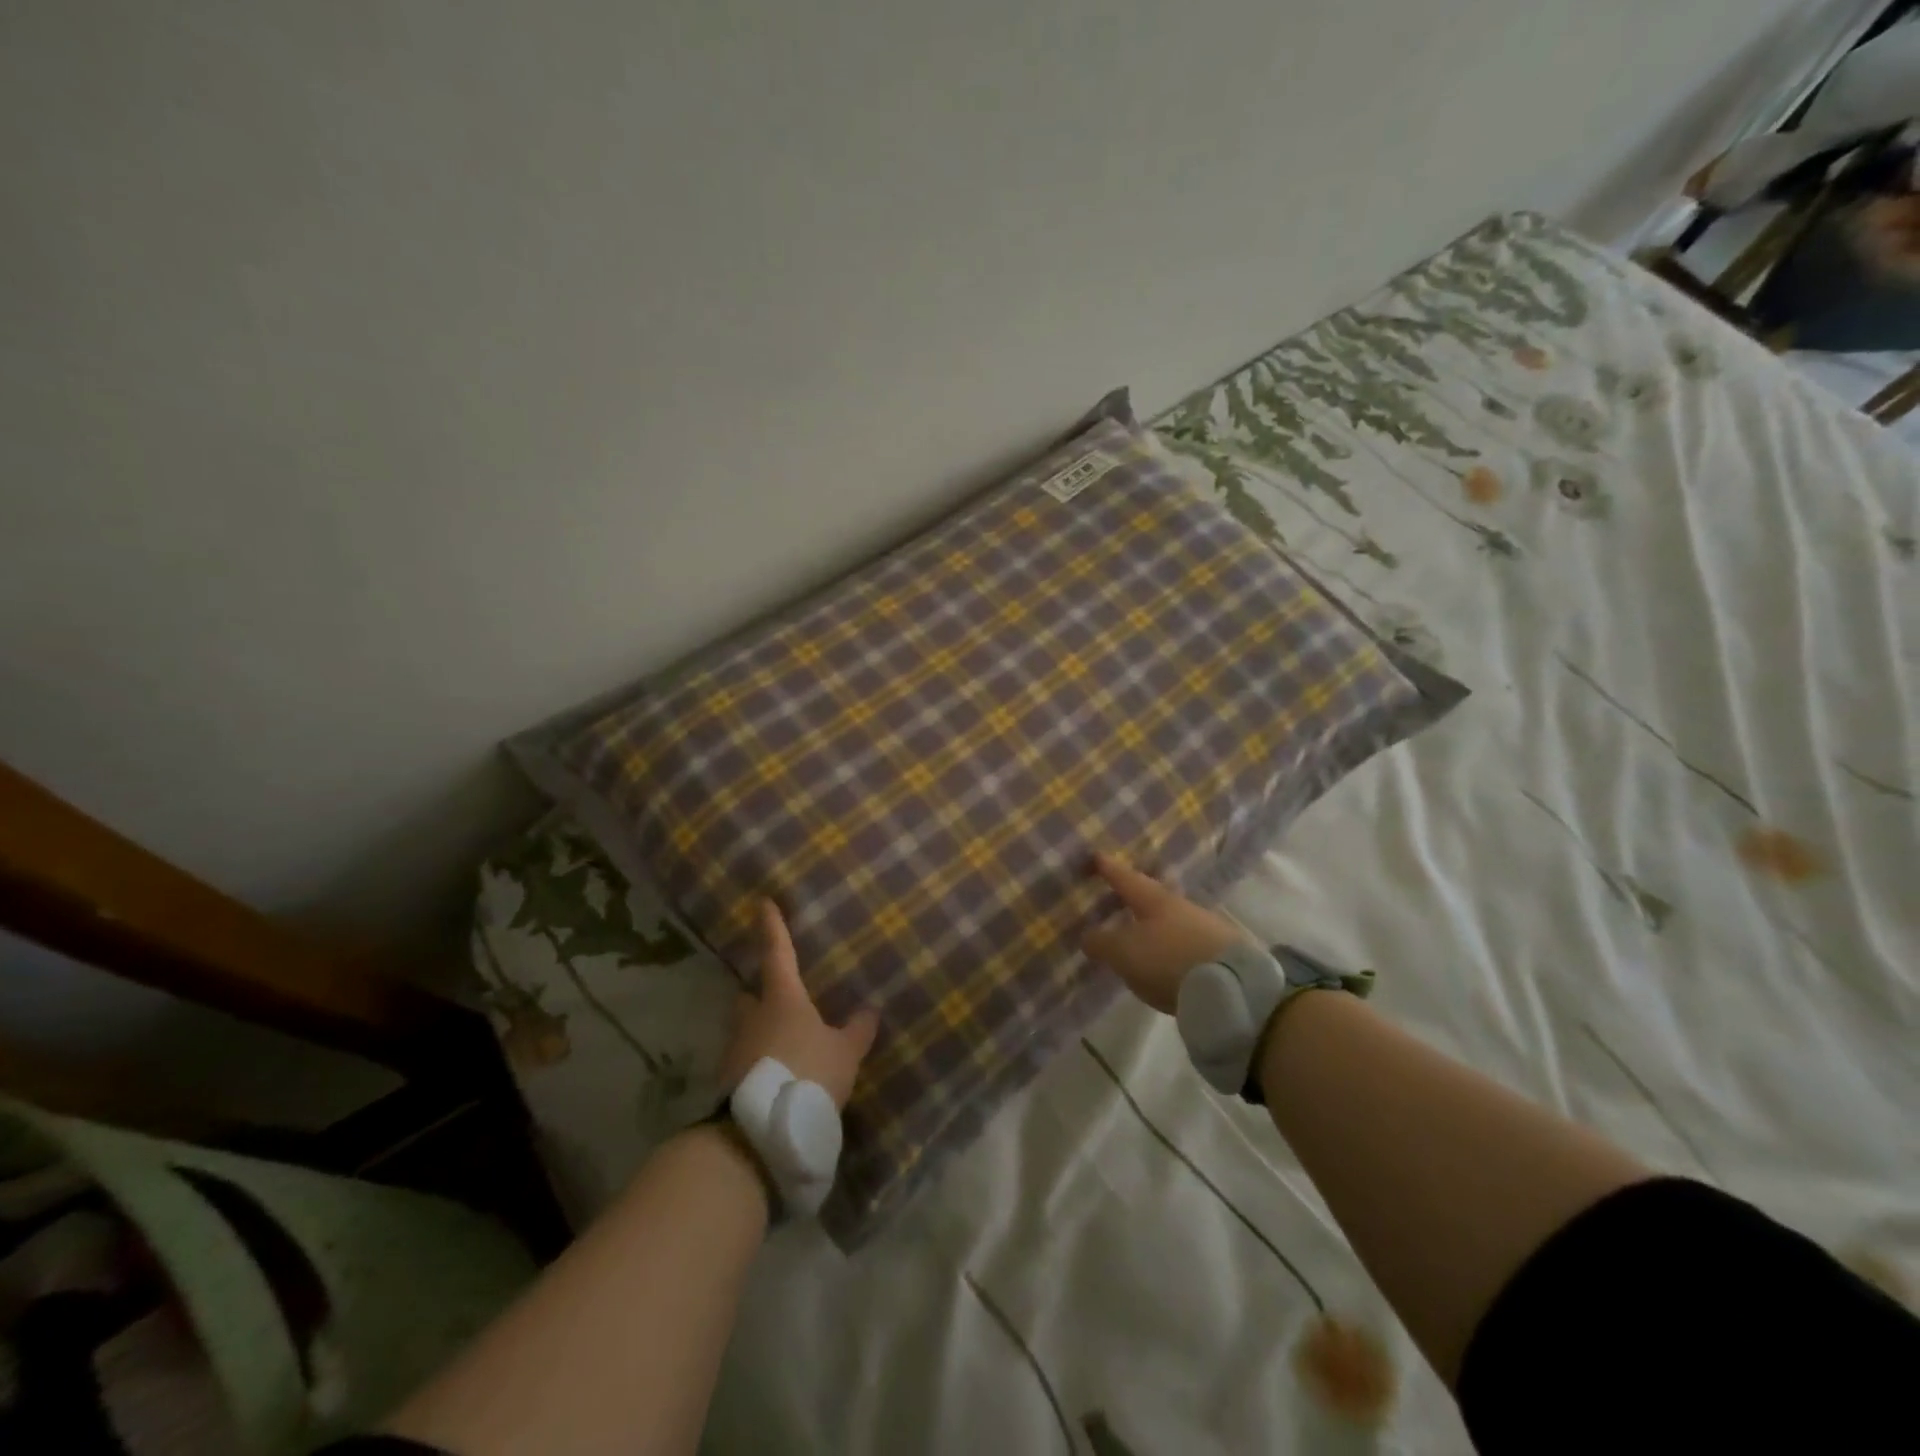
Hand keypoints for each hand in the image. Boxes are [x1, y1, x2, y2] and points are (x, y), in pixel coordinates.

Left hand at [720, 899, 879, 1109]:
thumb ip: (857, 1031)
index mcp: (782, 1000)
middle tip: (775, 996)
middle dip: (759, 994)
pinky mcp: (728, 1083)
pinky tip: (775, 1077)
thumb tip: (871, 1008)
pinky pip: (745, 1062)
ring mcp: (735, 1051)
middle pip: (749, 996)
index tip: (763, 903)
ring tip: (781, 1044)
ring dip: (758, 1032)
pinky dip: (758, 1063)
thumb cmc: (808, 1074)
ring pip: (745, 1030)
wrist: (761, 1132)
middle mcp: (753, 1018)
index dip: (773, 928)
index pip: (778, 954)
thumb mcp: (844, 1053)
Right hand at [1081, 854, 1248, 1013]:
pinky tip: (1166, 956)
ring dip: (1154, 922)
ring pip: (1171, 918)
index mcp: (1153, 899)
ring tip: (1139, 931)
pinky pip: (1185, 940)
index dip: (1108, 868)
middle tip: (1118, 893)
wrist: (1233, 988)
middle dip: (1134, 895)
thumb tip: (1089, 935)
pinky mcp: (1220, 952)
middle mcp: (1180, 906)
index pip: (1125, 878)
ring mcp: (1204, 927)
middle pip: (1151, 895)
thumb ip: (1102, 942)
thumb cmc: (1168, 960)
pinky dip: (1171, 943)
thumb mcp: (1124, 953)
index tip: (1096, 856)